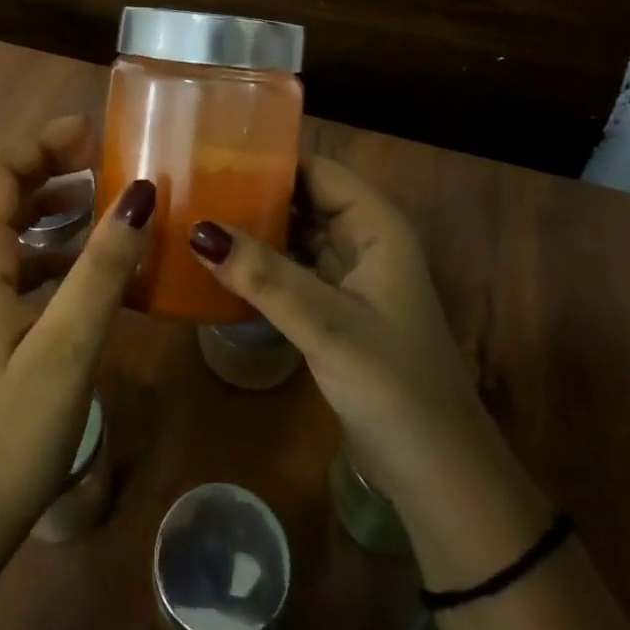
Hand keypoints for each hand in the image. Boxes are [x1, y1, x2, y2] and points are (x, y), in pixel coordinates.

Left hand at [0, 116, 154, 553]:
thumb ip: (103, 268)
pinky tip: (88, 267)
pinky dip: (46, 247)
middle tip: (99, 159)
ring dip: (45, 204)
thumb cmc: (11, 433)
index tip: (91, 132)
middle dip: (44, 165)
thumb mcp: (68, 346)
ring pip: (1, 227)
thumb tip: (140, 195)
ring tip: (99, 202)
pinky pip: (9, 263)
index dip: (39, 144)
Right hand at [187, 157, 502, 519]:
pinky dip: (263, 268)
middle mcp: (365, 243)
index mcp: (377, 227)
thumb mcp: (326, 325)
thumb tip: (198, 230)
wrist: (437, 474)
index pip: (319, 170)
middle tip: (192, 188)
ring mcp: (352, 280)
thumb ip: (264, 277)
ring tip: (195, 219)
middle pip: (305, 200)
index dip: (272, 159)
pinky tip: (222, 270)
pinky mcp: (337, 313)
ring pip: (298, 237)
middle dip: (255, 194)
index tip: (213, 155)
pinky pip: (295, 273)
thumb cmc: (393, 386)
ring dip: (256, 231)